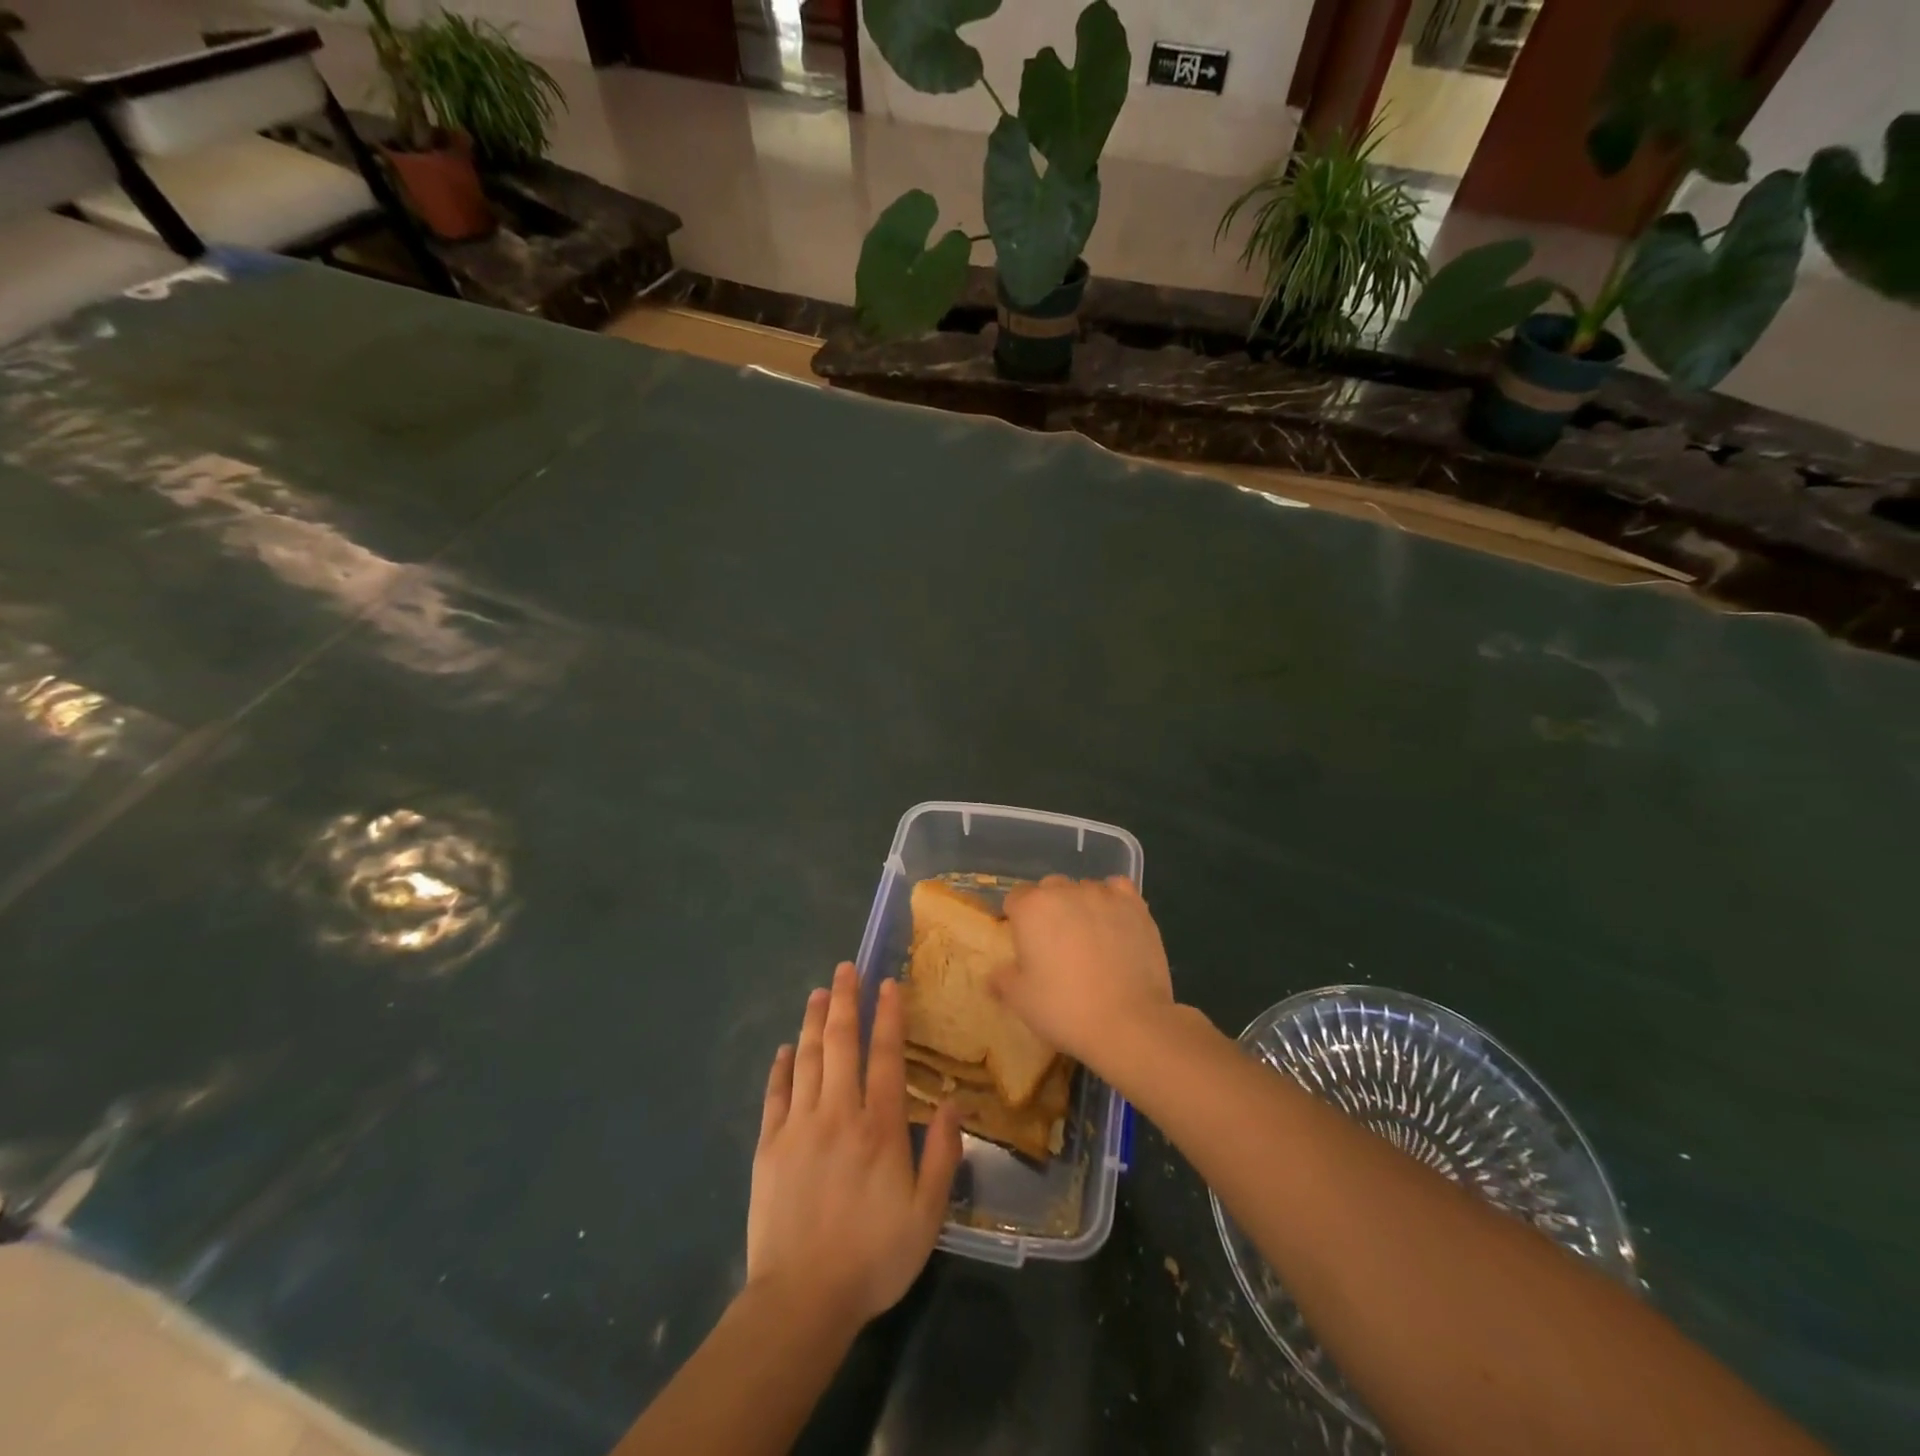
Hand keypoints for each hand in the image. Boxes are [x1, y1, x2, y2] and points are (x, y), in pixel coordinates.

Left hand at [747, 962, 962, 1331]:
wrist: (801, 1301)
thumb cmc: (872, 1258)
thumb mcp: (926, 1215)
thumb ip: (941, 1155)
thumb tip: (953, 1103)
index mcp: (878, 1127)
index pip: (884, 1055)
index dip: (888, 1016)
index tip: (888, 983)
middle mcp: (837, 1113)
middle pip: (840, 1043)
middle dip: (845, 1000)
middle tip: (845, 968)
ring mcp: (798, 1126)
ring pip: (807, 1059)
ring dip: (813, 1022)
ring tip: (818, 993)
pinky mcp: (769, 1146)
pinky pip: (775, 1094)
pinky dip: (780, 1067)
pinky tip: (784, 1049)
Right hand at [996, 875, 1175, 1069]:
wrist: (1128, 1022)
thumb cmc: (1065, 1009)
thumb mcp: (1020, 1000)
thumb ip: (1002, 979)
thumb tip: (995, 973)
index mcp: (1031, 908)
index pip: (1015, 898)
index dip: (1018, 920)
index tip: (1025, 945)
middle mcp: (1065, 891)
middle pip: (1049, 889)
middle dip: (1049, 909)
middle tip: (1056, 945)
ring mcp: (1103, 895)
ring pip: (1083, 888)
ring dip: (1080, 905)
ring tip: (1089, 938)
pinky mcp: (1135, 905)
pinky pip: (1117, 889)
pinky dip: (1112, 900)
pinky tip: (1114, 922)